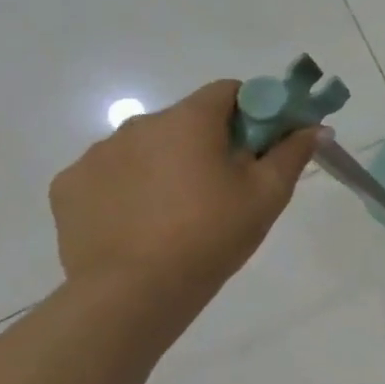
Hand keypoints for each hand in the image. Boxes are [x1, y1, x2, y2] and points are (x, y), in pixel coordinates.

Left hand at [49, 80, 317, 291]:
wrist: (134, 292)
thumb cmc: (213, 234)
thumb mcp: (268, 193)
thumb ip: (292, 152)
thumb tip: (316, 127)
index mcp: (189, 121)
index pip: (229, 91)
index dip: (254, 110)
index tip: (264, 144)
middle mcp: (138, 125)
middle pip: (187, 119)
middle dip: (211, 141)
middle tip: (229, 184)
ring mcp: (97, 155)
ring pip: (148, 146)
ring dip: (169, 163)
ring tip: (182, 209)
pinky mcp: (69, 187)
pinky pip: (112, 174)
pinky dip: (131, 187)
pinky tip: (144, 221)